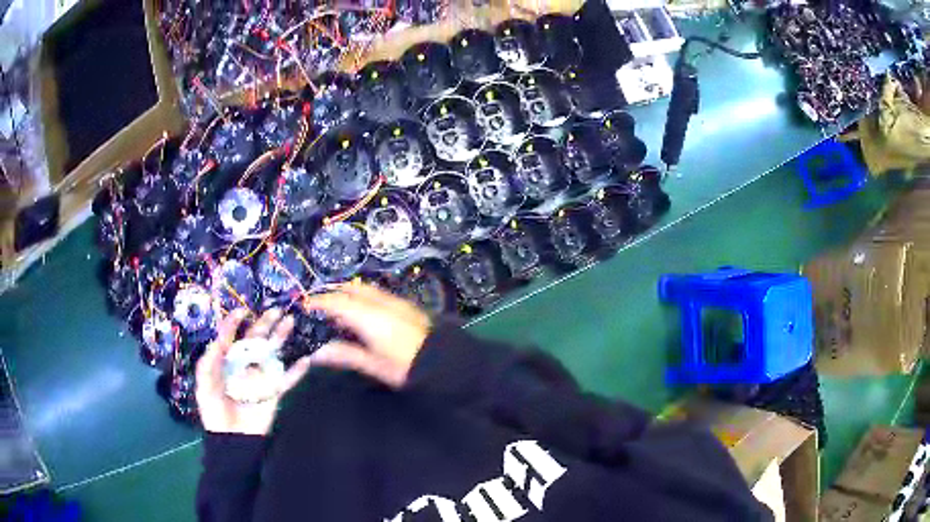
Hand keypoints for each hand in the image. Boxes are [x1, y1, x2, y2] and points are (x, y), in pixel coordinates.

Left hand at [195, 308, 311, 434]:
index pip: (231, 336)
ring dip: (281, 338)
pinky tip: (306, 359)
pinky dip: (297, 371)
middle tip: (276, 310)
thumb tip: (219, 339)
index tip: (241, 312)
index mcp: (226, 360)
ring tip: (290, 322)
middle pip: (256, 340)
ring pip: (273, 353)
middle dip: (265, 324)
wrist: (231, 438)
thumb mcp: (204, 384)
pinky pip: (287, 379)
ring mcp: (260, 377)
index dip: (234, 323)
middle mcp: (245, 364)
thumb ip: (209, 361)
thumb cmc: (214, 410)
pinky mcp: (273, 392)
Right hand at [302, 283, 430, 387]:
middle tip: (319, 308)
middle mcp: (381, 303)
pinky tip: (360, 316)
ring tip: (337, 313)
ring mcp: (395, 302)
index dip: (319, 302)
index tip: (304, 306)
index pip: (337, 302)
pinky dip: (362, 299)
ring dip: (348, 295)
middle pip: (351, 289)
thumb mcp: (374, 365)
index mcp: (370, 317)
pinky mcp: (405, 306)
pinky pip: (377, 294)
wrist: (445, 363)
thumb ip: (345, 355)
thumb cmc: (407, 368)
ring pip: (365, 290)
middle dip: (332, 294)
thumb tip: (316, 354)